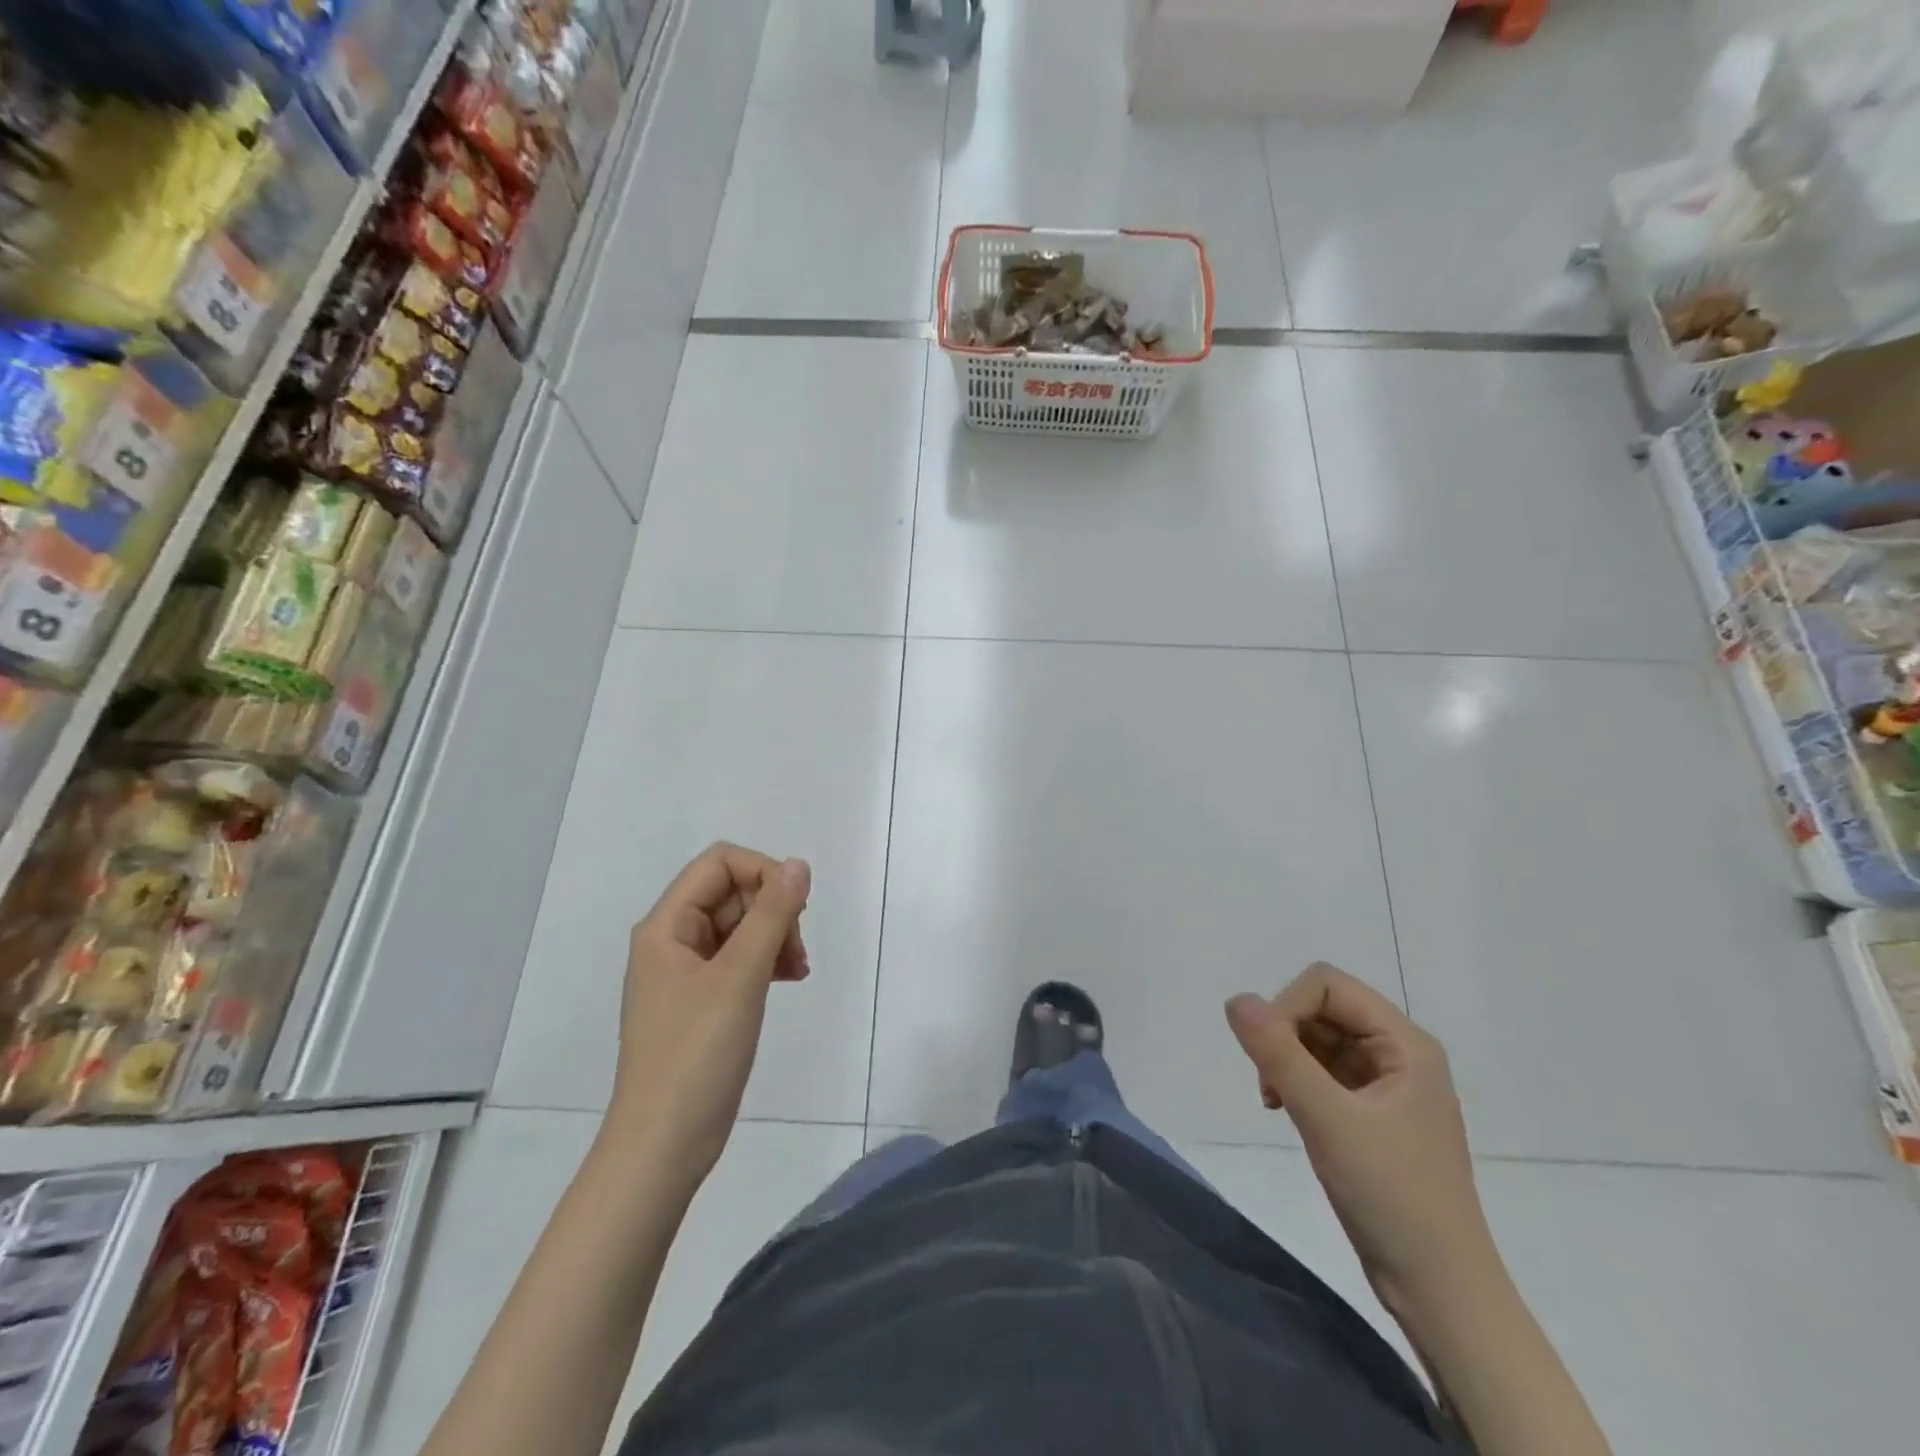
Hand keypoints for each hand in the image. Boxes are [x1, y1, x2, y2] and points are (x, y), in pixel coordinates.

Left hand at [609, 843, 811, 1181]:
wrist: (663, 1146)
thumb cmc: (696, 1055)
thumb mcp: (739, 977)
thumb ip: (772, 915)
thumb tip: (797, 865)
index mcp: (666, 926)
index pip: (719, 863)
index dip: (762, 872)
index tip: (794, 908)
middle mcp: (672, 940)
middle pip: (731, 892)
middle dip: (772, 910)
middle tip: (796, 949)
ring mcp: (686, 972)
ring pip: (739, 925)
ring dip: (774, 936)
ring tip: (797, 969)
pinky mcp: (702, 1000)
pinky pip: (739, 958)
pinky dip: (767, 960)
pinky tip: (789, 979)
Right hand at [1225, 964, 1496, 1317]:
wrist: (1441, 1293)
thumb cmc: (1392, 1197)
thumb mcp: (1328, 1119)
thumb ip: (1278, 1053)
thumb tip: (1235, 999)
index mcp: (1405, 1043)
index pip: (1327, 986)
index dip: (1287, 1006)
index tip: (1266, 1056)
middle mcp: (1399, 1054)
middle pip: (1322, 1008)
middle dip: (1285, 1035)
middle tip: (1271, 1086)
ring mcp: (1387, 1085)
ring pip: (1318, 1040)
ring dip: (1287, 1060)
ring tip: (1278, 1103)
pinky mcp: (1373, 1114)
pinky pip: (1324, 1072)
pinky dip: (1298, 1082)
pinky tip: (1289, 1112)